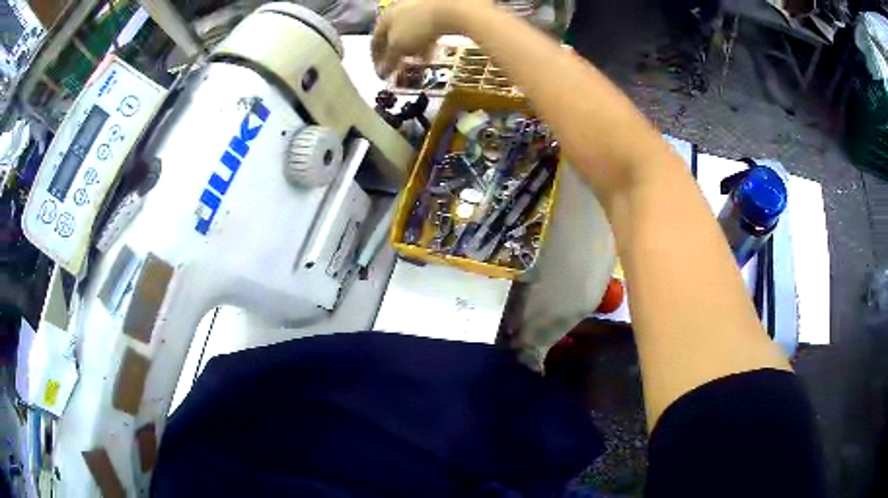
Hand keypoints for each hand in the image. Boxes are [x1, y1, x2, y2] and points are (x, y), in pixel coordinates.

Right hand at [371, 0, 465, 77]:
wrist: (449, 8)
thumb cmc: (418, 25)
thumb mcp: (399, 47)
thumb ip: (389, 60)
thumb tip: (381, 72)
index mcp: (384, 18)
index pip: (375, 41)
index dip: (376, 58)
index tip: (381, 71)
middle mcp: (398, 11)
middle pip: (393, 36)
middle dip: (397, 54)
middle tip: (399, 68)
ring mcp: (417, 9)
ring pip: (411, 33)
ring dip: (413, 49)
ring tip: (418, 62)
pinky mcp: (434, 11)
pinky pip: (427, 29)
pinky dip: (427, 42)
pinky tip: (432, 52)